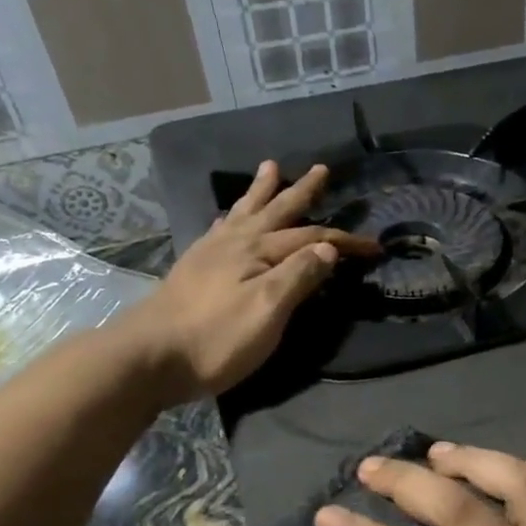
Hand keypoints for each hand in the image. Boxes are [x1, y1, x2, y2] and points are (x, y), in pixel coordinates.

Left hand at [126, 160, 376, 399]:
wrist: (150, 357)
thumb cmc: (216, 339)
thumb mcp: (267, 311)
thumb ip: (298, 277)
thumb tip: (328, 248)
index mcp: (258, 252)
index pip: (312, 239)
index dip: (345, 242)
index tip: (374, 247)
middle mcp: (235, 243)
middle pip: (277, 212)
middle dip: (301, 193)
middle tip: (320, 170)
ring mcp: (211, 253)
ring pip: (245, 214)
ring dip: (262, 192)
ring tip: (270, 168)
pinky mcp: (194, 268)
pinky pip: (221, 229)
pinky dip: (234, 217)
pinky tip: (231, 219)